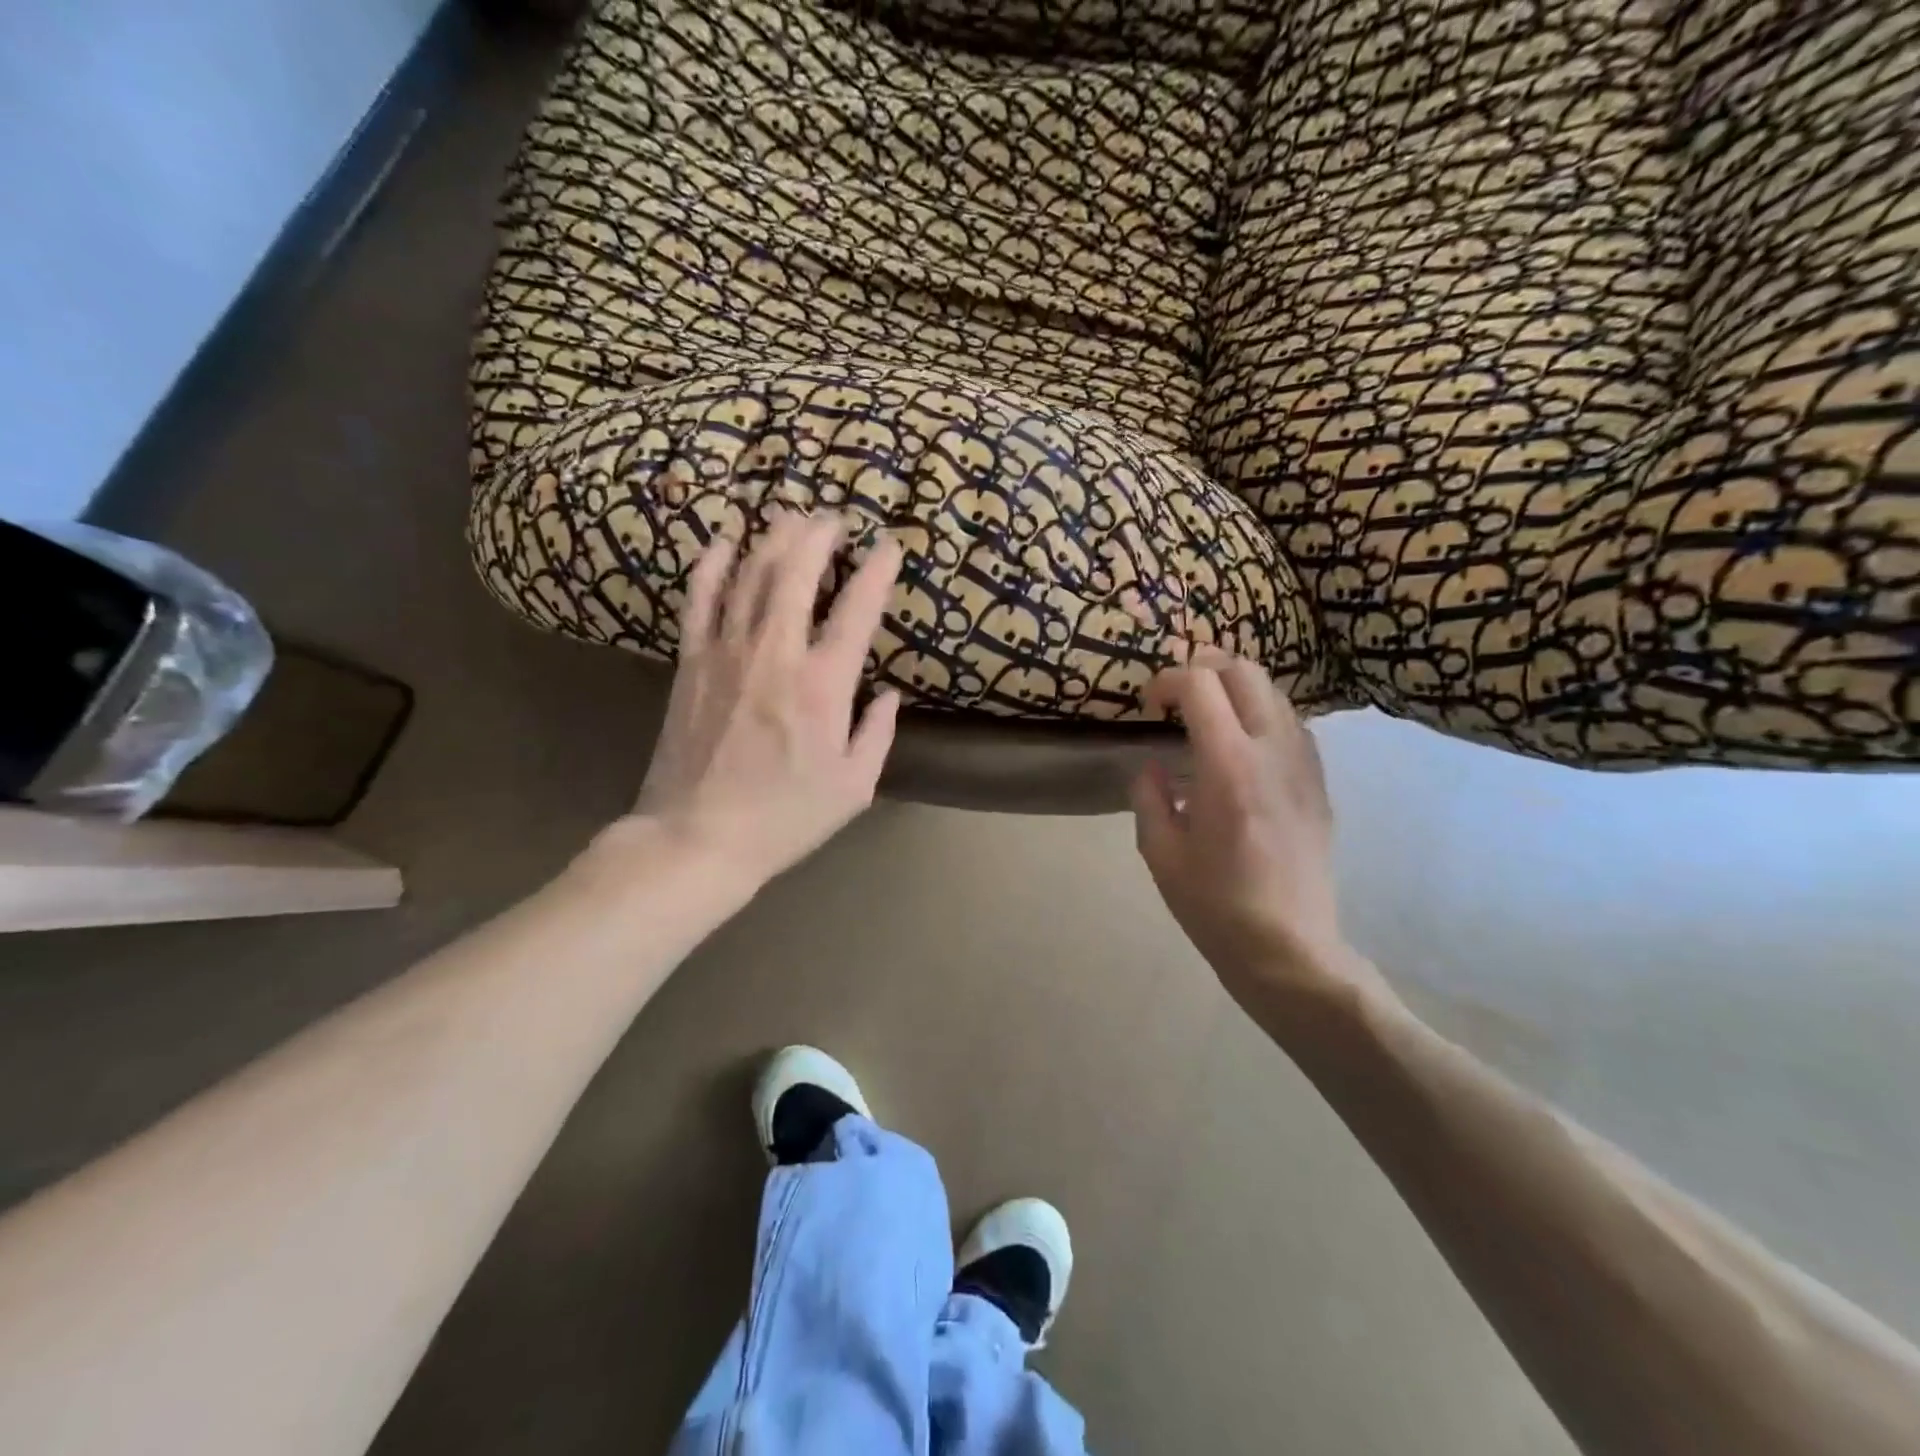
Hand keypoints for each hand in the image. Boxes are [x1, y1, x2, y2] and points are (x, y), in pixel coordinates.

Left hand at [624, 513, 903, 887]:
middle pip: (796, 573)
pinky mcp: (691, 663)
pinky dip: (711, 565)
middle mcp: (775, 654)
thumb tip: (890, 694)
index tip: (890, 547)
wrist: (698, 837)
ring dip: (774, 539)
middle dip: (819, 536)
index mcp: (823, 686)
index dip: (877, 572)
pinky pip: (700, 600)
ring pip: (750, 575)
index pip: (856, 611)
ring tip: (791, 517)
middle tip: (835, 518)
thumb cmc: (785, 818)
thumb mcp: (854, 787)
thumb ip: (878, 733)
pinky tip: (723, 542)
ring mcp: (726, 653)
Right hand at [1131, 652, 1384, 1012]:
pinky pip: (1293, 724)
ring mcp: (1304, 765)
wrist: (1287, 949)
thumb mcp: (1159, 852)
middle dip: (1203, 667)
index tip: (1148, 704)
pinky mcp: (1319, 784)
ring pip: (1274, 692)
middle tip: (1177, 694)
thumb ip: (1148, 795)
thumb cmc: (1214, 905)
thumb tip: (1153, 765)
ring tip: (1208, 716)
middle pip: (1244, 670)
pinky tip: (1242, 747)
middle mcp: (1273, 751)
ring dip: (1235, 689)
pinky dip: (1262, 715)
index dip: (1166, 680)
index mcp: (1227, 766)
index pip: (1199, 684)